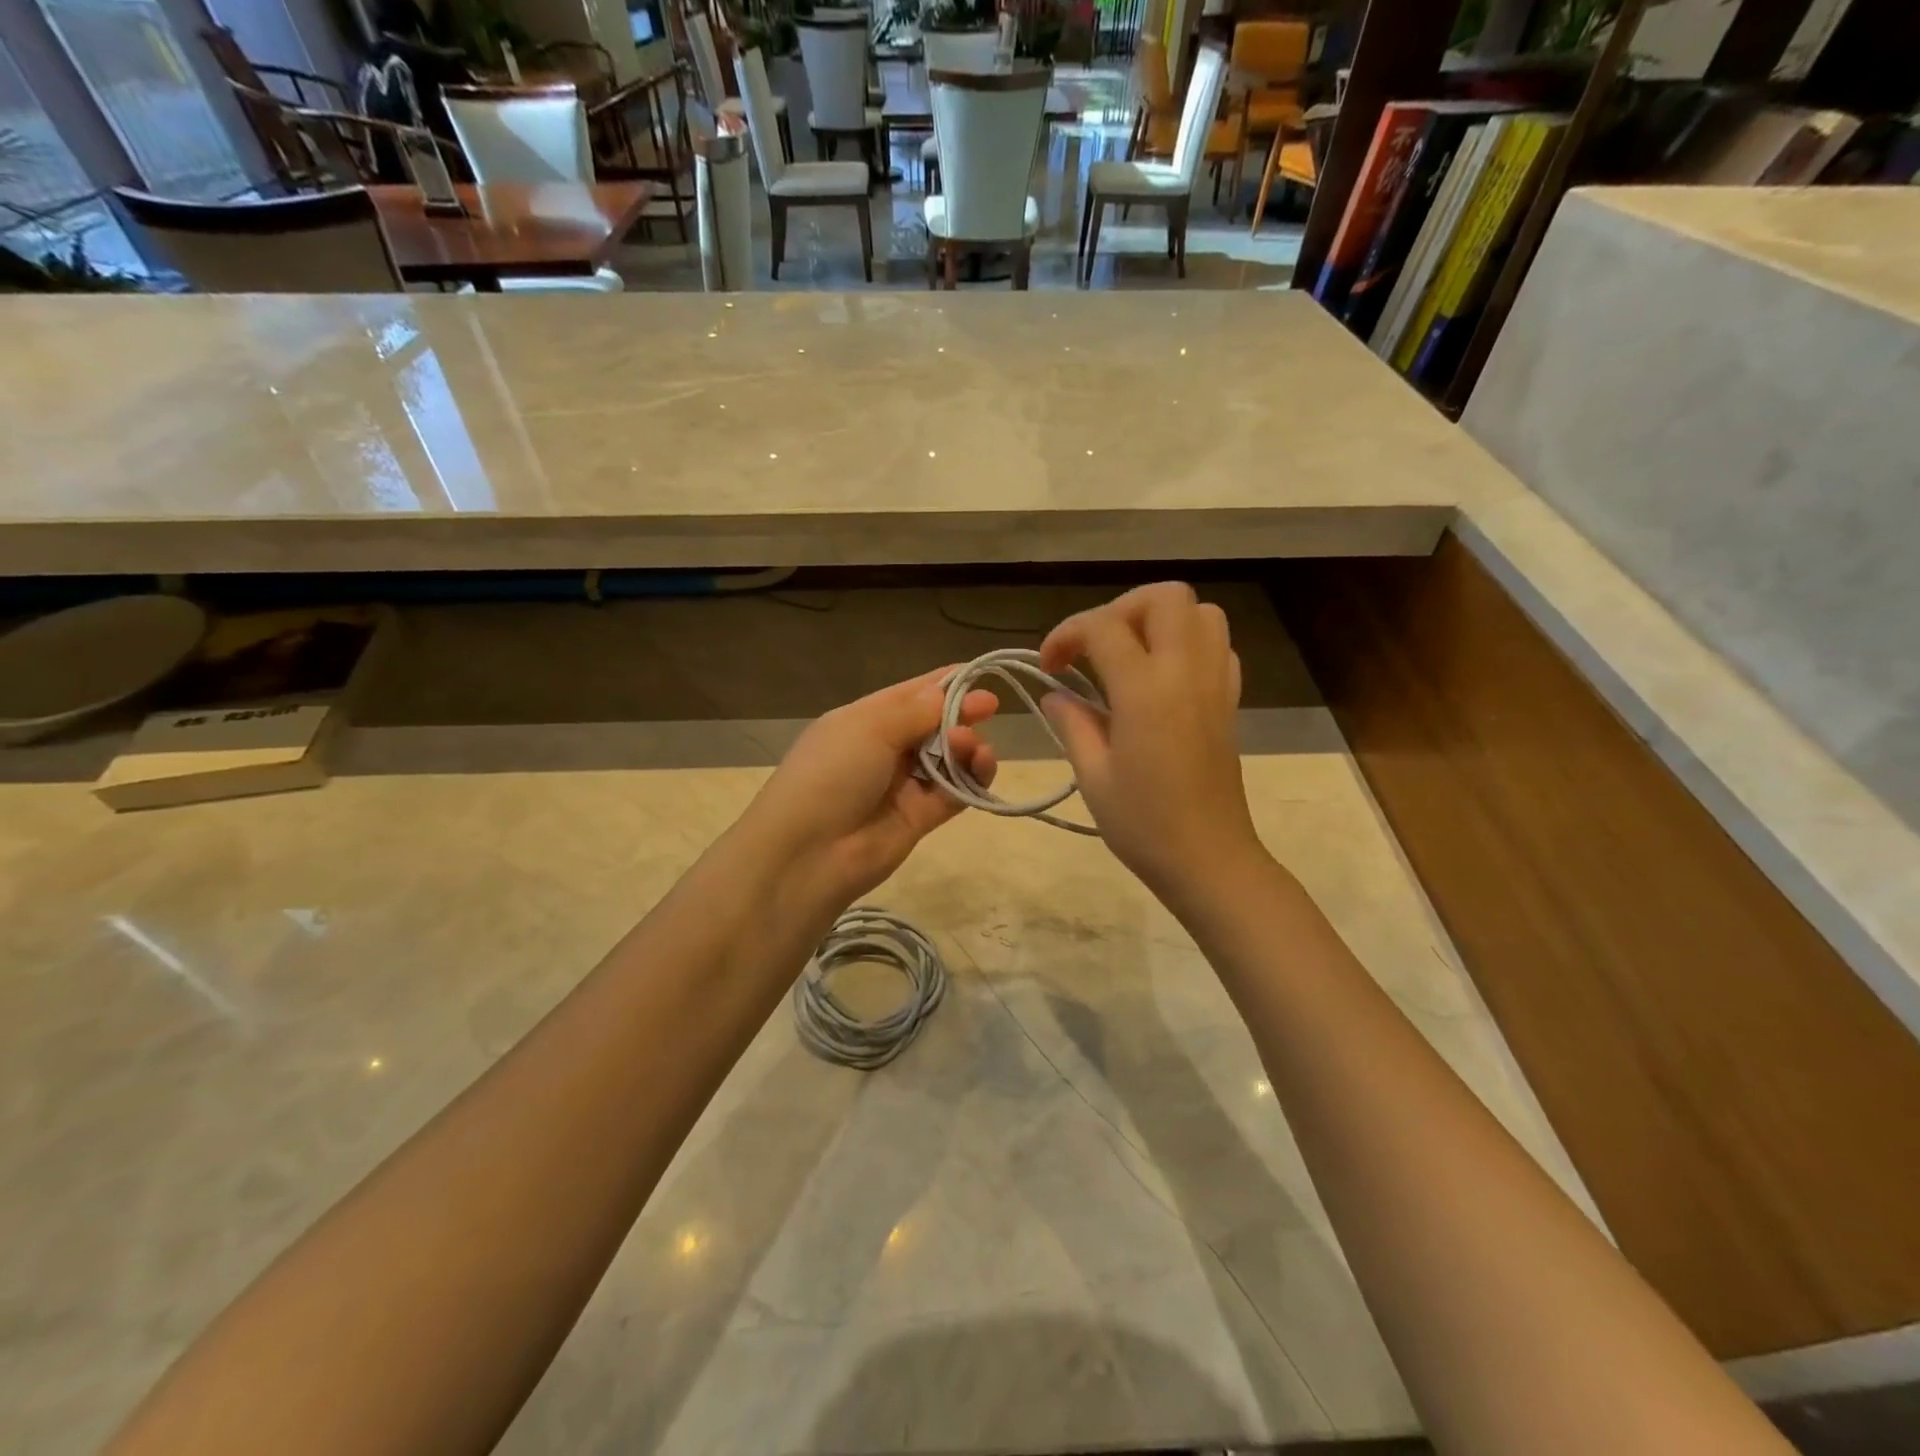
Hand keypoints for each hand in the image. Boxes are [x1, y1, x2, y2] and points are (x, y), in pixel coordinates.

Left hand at [741, 668, 998, 907]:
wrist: (807, 853)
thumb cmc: (831, 774)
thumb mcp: (868, 728)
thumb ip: (915, 710)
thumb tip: (945, 693)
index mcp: (864, 720)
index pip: (910, 694)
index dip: (943, 683)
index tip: (978, 674)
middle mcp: (884, 750)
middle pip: (933, 725)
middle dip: (960, 713)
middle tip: (989, 707)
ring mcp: (903, 785)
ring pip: (948, 758)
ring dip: (966, 745)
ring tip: (970, 744)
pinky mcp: (921, 818)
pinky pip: (955, 791)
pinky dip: (972, 777)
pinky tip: (982, 764)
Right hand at [1039, 583, 1263, 905]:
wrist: (1209, 859)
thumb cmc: (1143, 824)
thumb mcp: (1093, 775)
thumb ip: (1072, 723)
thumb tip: (1055, 694)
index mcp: (1145, 690)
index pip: (1103, 627)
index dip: (1066, 634)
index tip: (1049, 665)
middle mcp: (1186, 672)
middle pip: (1164, 597)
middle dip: (1120, 609)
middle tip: (1094, 647)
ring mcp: (1215, 684)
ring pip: (1201, 613)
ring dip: (1160, 620)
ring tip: (1129, 655)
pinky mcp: (1230, 702)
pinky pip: (1218, 647)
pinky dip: (1188, 644)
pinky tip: (1163, 678)